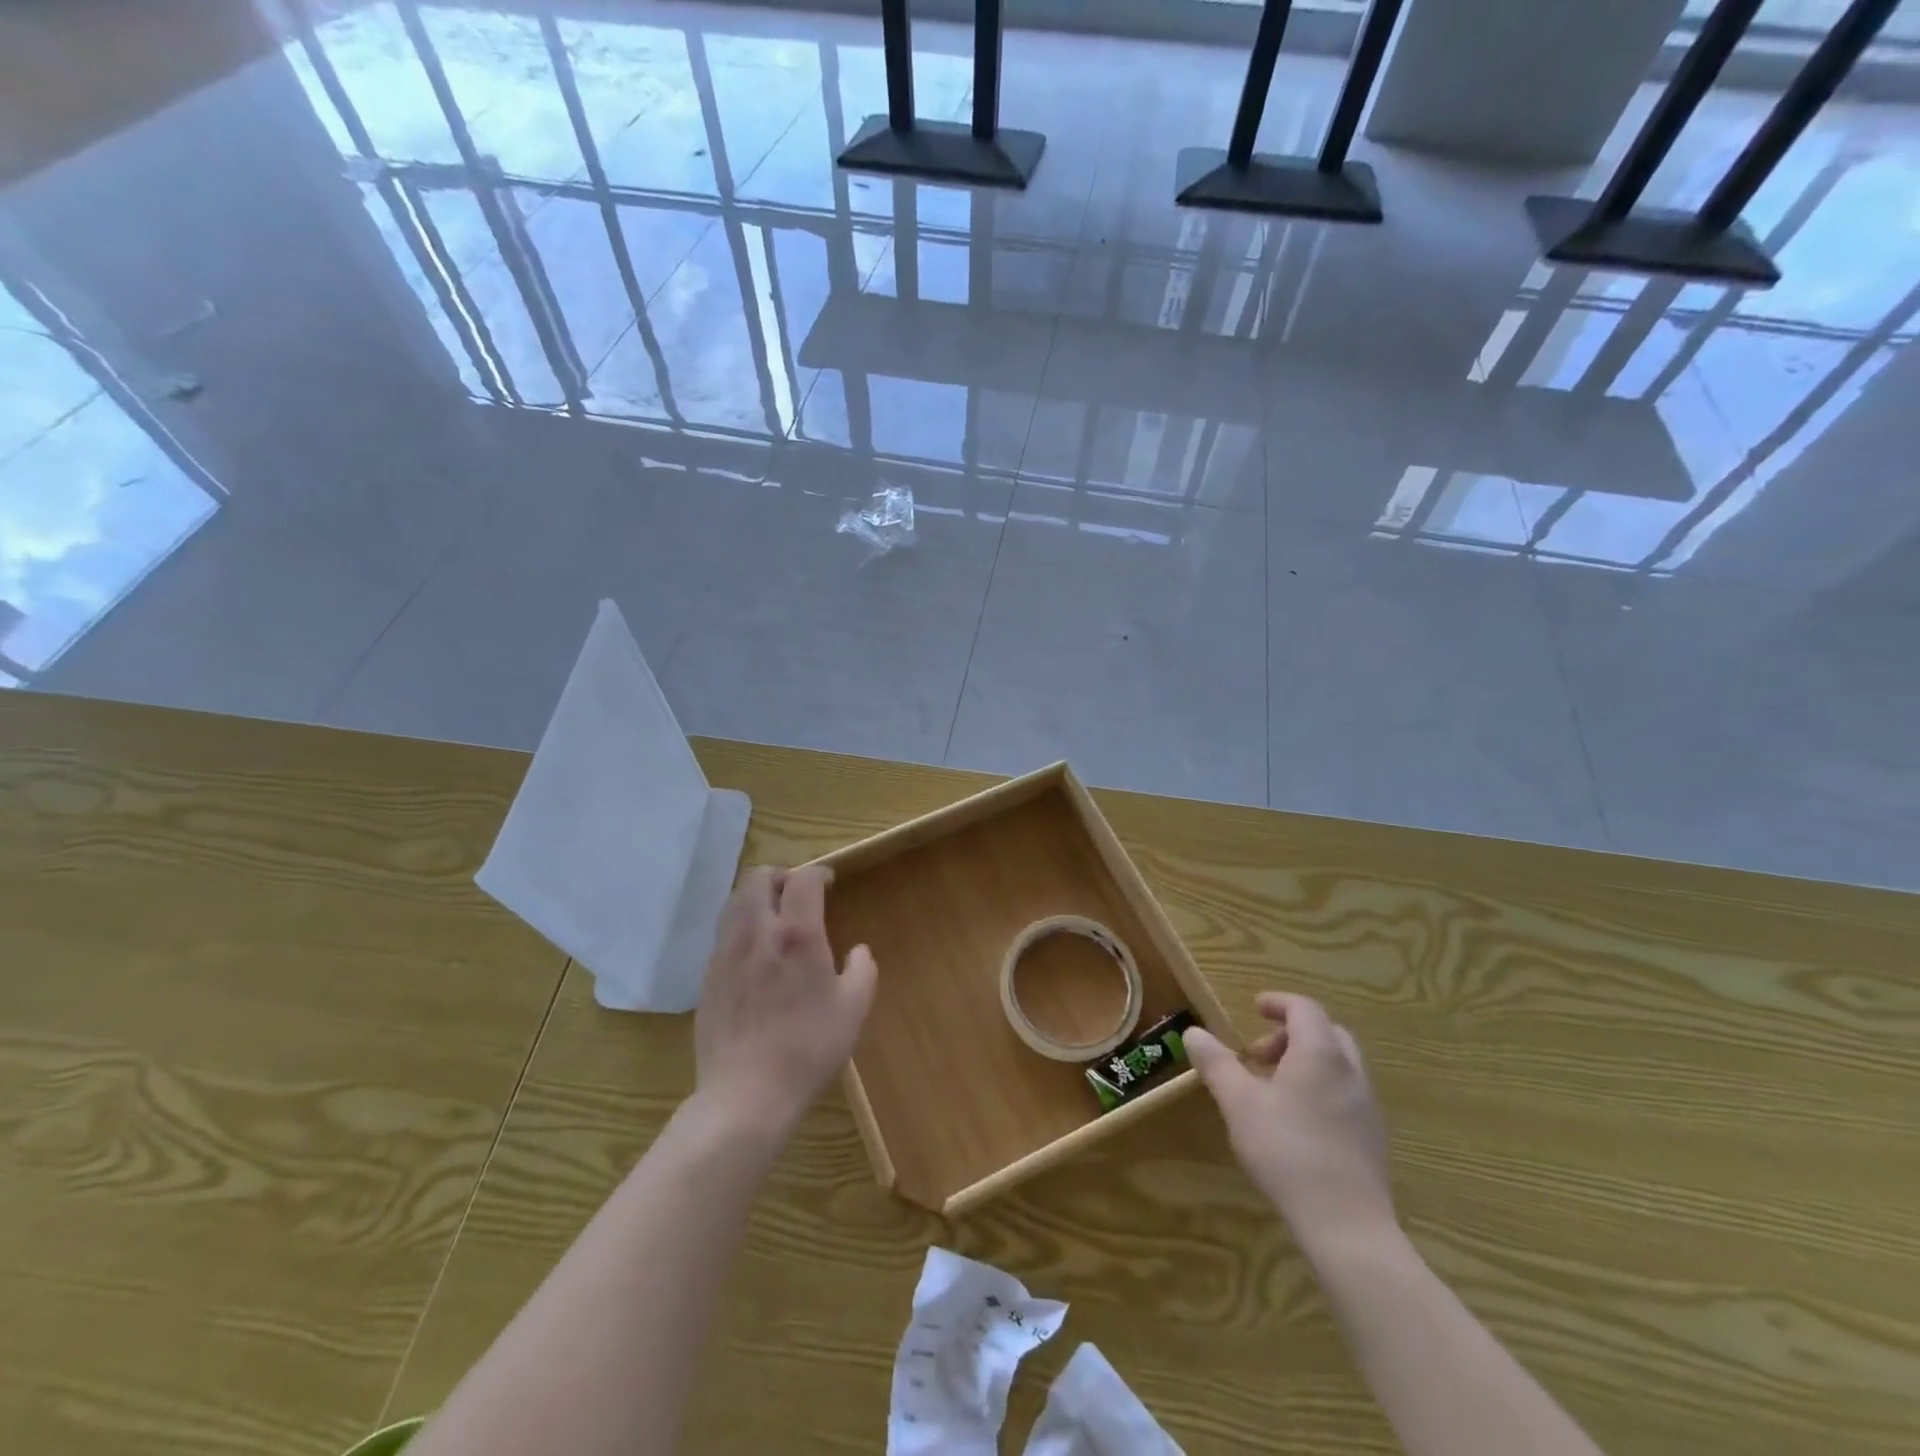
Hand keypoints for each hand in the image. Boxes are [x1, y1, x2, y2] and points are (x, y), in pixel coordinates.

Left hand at [693, 865, 876, 1136]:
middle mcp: (756, 932)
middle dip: (781, 877)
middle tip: (799, 895)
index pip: (802, 879)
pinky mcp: (708, 976)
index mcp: (796, 934)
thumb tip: (858, 951)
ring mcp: (726, 953)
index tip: (829, 882)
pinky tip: (756, 954)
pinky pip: (724, 932)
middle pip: (758, 877)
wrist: (746, 1094)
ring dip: (757, 898)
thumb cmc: (808, 1048)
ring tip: (775, 918)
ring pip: (735, 901)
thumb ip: (862, 970)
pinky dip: (741, 926)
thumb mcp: (853, 1009)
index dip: (818, 872)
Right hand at [1185, 993, 1395, 1254]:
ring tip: (1272, 1089)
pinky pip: (1345, 1093)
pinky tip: (1296, 1122)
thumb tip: (1194, 1031)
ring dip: (1305, 1062)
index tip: (1254, 1008)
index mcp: (1320, 1053)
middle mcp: (1350, 1071)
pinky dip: (1320, 1087)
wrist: (1347, 1225)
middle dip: (1291, 1034)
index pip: (1304, 1008)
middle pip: (1326, 1032)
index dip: (1278, 1003)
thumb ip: (1216, 1063)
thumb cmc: (1287, 1150)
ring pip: (1338, 1064)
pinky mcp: (1372, 1137)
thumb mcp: (1239, 1102)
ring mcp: (1367, 1106)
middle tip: (1259, 1054)